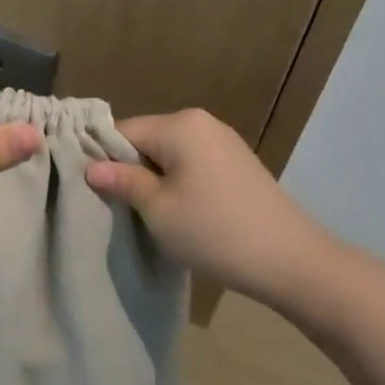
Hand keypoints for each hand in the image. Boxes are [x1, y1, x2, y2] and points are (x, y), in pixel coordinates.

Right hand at [86, 108, 338, 307]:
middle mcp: (201, 122)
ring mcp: (223, 141)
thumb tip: (91, 167)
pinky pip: (192, 163)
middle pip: (146, 140)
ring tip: (150, 214)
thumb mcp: (158, 209)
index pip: (122, 132)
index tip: (93, 191)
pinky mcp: (237, 163)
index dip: (103, 160)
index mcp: (179, 125)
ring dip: (154, 179)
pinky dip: (179, 183)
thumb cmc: (215, 232)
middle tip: (120, 208)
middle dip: (130, 170)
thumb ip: (123, 181)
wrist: (293, 262)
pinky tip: (182, 212)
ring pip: (169, 154)